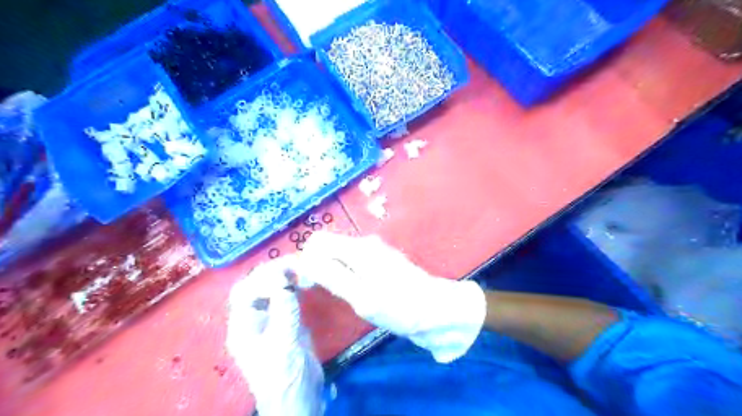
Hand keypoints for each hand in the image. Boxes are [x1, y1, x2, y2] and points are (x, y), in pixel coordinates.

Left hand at [228, 257, 322, 415]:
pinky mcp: (288, 321)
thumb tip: (285, 282)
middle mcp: (254, 319)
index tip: (285, 275)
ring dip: (284, 276)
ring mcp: (272, 319)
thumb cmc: (284, 375)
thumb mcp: (283, 343)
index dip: (262, 279)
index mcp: (244, 326)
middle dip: (273, 273)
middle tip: (295, 264)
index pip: (244, 292)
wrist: (299, 397)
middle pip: (257, 286)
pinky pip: (288, 297)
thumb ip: (283, 311)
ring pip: (272, 289)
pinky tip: (305, 282)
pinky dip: (295, 286)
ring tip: (301, 268)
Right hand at [297, 233, 487, 361]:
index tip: (308, 284)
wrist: (438, 311)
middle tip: (322, 292)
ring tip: (343, 294)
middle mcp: (366, 244)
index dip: (306, 259)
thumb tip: (302, 261)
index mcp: (359, 249)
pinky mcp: (383, 261)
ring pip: (341, 254)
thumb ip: (331, 277)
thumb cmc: (400, 307)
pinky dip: (347, 273)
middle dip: (318, 265)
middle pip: (329, 246)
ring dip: (333, 270)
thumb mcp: (362, 297)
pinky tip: (357, 290)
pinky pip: (354, 262)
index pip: (318, 240)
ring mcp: (376, 252)